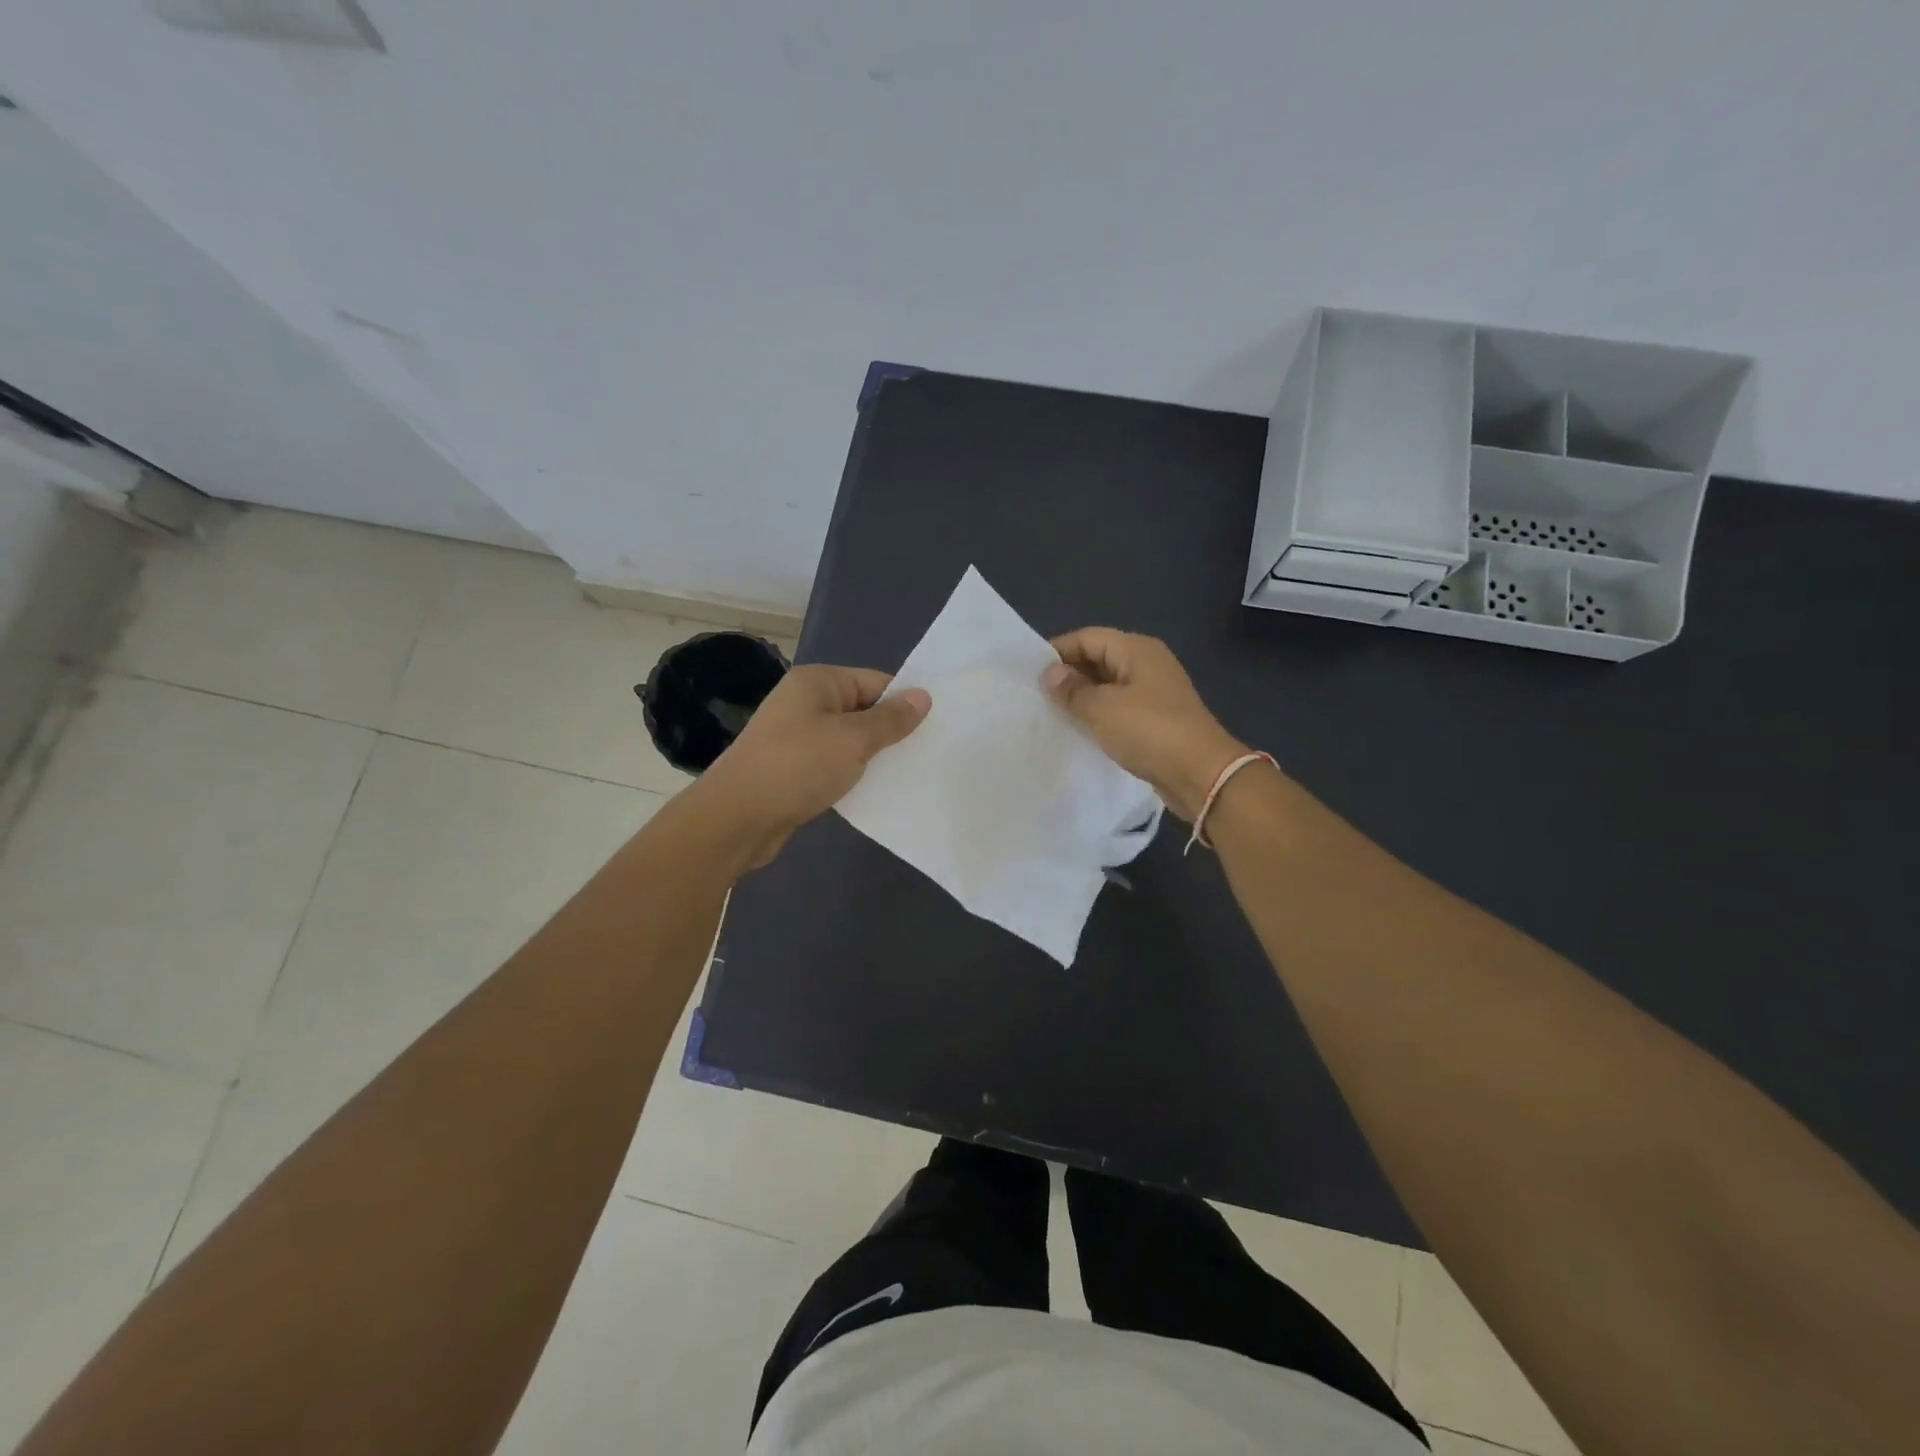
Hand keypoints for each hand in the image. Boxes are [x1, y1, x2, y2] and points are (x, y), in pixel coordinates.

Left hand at [694, 664, 929, 868]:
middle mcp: (805, 702)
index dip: (904, 702)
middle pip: (863, 710)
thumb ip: (890, 719)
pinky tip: (876, 792)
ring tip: (909, 774)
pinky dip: (853, 775)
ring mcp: (797, 736)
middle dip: (891, 732)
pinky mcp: (793, 768)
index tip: (935, 728)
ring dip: (873, 757)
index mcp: (817, 682)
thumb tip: (923, 696)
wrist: (737, 818)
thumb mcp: (853, 739)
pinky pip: (833, 764)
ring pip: (849, 740)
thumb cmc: (797, 766)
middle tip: (928, 753)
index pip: (875, 682)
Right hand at [1043, 628, 1250, 821]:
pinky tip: (1079, 729)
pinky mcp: (1156, 719)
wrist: (1201, 774)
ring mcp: (1154, 692)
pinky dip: (1098, 715)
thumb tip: (1050, 673)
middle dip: (1068, 674)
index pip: (1088, 637)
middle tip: (1036, 695)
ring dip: (1082, 697)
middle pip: (1099, 658)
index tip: (1028, 672)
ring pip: (1108, 685)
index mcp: (1137, 649)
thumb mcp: (1102, 708)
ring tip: (1052, 713)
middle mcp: (1147, 663)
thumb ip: (1072, 689)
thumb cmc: (1149, 731)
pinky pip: (1119, 708)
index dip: (1058, 651)